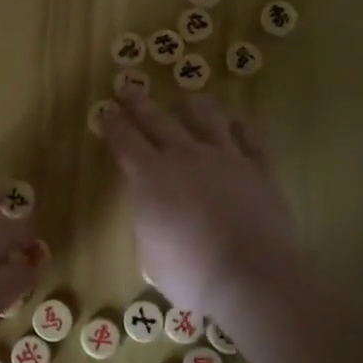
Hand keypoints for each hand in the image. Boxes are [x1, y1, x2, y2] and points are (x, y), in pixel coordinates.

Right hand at [99, 90, 299, 318]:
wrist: (250, 274)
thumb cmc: (189, 272)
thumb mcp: (150, 253)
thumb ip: (150, 223)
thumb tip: (156, 214)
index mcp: (150, 176)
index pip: (124, 141)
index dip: (112, 124)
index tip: (105, 111)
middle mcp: (185, 156)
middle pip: (158, 120)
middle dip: (140, 103)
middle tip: (130, 88)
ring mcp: (225, 158)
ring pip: (207, 118)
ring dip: (194, 106)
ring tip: (188, 98)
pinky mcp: (258, 169)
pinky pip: (250, 139)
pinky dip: (242, 129)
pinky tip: (238, 124)